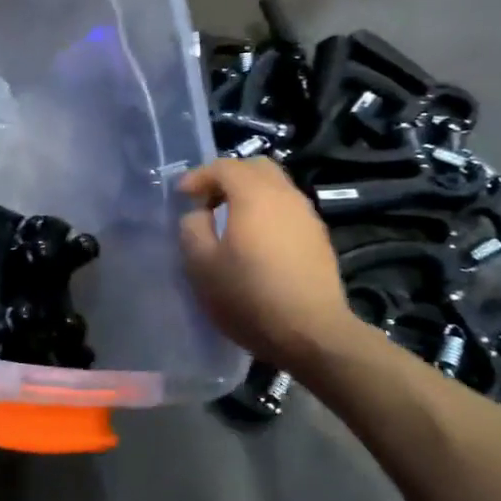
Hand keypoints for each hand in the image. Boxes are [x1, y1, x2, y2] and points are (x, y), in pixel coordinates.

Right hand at [178, 157, 357, 372]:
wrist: (312, 333)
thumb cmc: (250, 296)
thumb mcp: (202, 266)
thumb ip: (192, 229)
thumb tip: (198, 213)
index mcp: (254, 195)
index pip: (224, 166)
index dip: (198, 176)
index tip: (181, 196)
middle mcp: (285, 195)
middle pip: (256, 167)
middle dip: (228, 177)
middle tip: (208, 202)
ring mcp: (307, 215)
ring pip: (276, 187)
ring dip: (250, 195)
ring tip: (230, 223)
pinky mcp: (319, 238)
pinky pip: (288, 209)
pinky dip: (268, 212)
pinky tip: (257, 243)